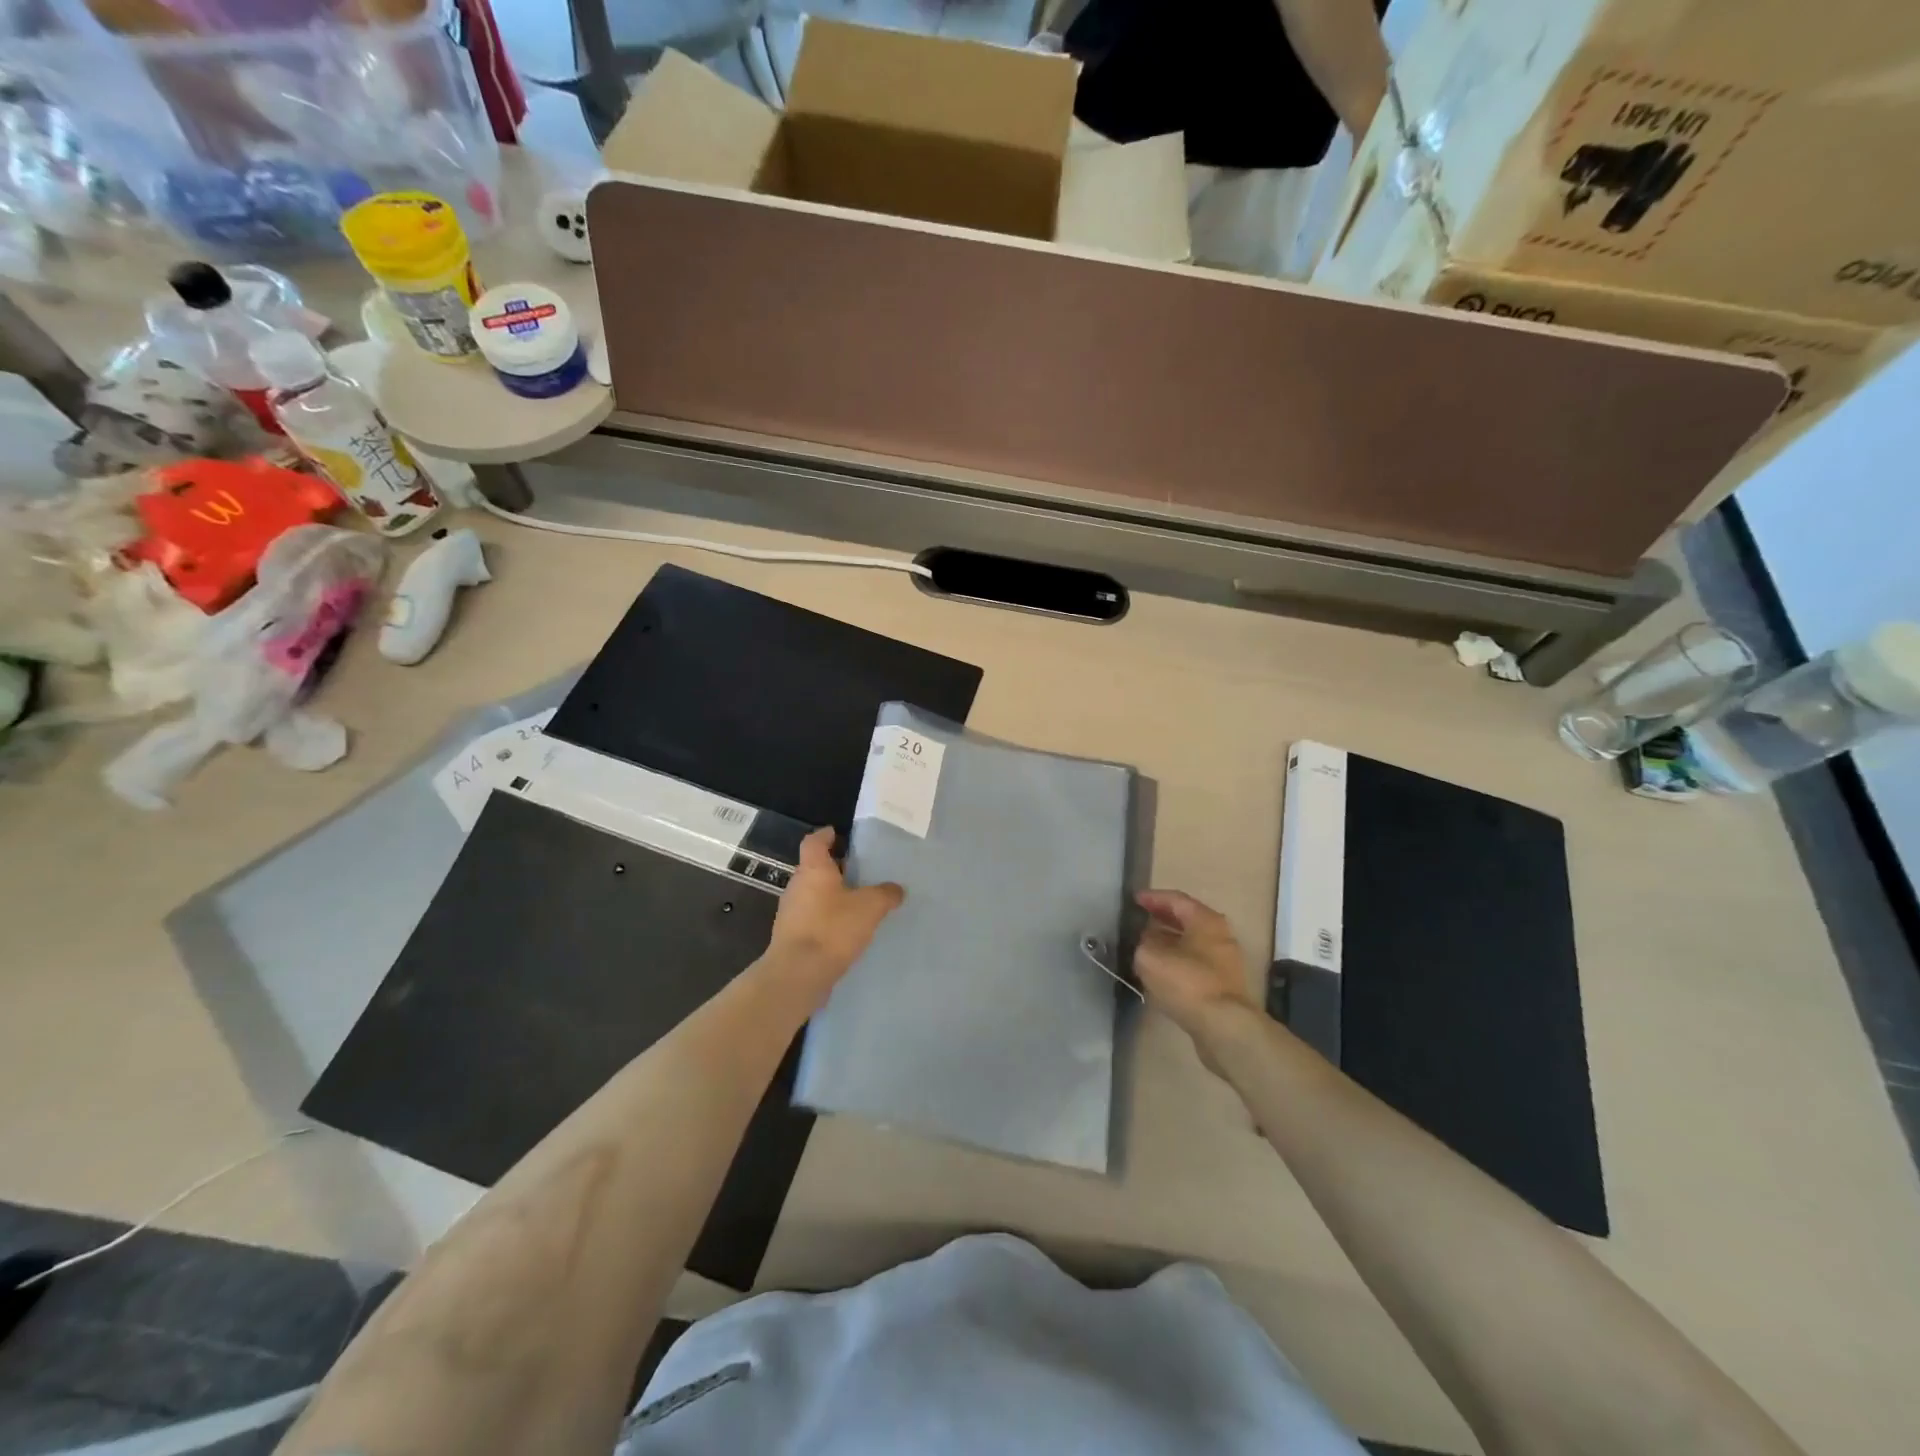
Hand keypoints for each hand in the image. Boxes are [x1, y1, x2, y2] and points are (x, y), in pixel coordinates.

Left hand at [766, 828, 903, 999]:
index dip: (826, 835)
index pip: (814, 841)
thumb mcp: (869, 907)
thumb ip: (885, 894)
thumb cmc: (832, 929)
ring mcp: (790, 913)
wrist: (798, 974)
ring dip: (831, 895)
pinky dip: (827, 918)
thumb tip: (896, 889)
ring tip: (857, 902)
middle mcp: (797, 886)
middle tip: (859, 871)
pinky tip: (845, 930)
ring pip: (813, 894)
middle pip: (814, 868)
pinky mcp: (792, 937)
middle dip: (835, 868)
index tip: (839, 834)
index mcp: (813, 869)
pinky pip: (811, 918)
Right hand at [1134, 890, 1257, 1037]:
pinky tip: (1162, 970)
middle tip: (1141, 918)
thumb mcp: (1150, 956)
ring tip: (1147, 944)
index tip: (1135, 899)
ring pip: (1193, 942)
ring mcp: (1226, 961)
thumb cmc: (1187, 982)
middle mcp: (1220, 935)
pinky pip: (1197, 963)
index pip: (1176, 899)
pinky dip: (1178, 960)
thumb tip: (1146, 940)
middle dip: (1163, 918)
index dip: (1153, 898)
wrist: (1224, 1026)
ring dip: (1170, 941)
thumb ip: (1144, 942)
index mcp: (1205, 920)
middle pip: (1188, 919)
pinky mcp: (1224, 985)